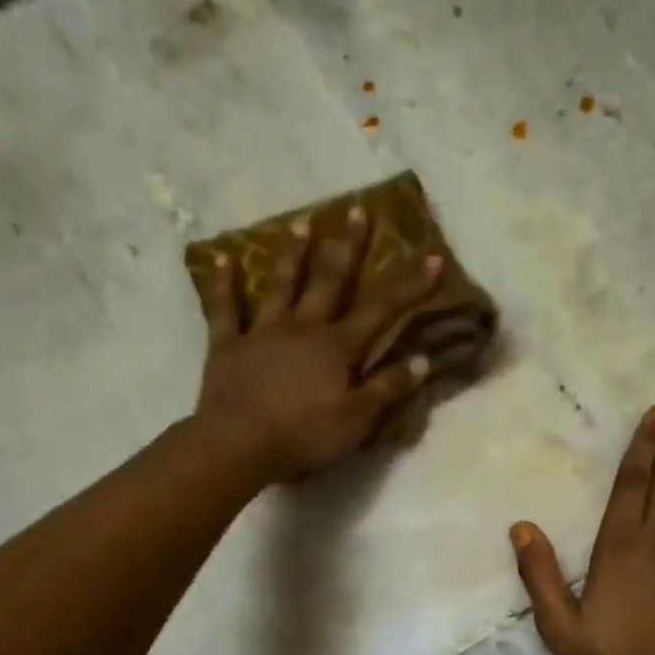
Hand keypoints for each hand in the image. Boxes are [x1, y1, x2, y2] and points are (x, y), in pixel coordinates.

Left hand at [195, 206, 443, 481]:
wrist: (239, 445)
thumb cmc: (304, 435)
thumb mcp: (357, 420)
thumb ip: (388, 388)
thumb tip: (423, 359)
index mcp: (337, 347)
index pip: (382, 310)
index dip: (410, 285)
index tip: (433, 256)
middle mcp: (302, 327)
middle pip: (330, 280)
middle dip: (348, 247)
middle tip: (358, 210)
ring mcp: (263, 332)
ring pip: (280, 284)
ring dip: (292, 253)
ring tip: (301, 221)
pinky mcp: (228, 346)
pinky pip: (224, 309)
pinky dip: (221, 283)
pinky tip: (220, 258)